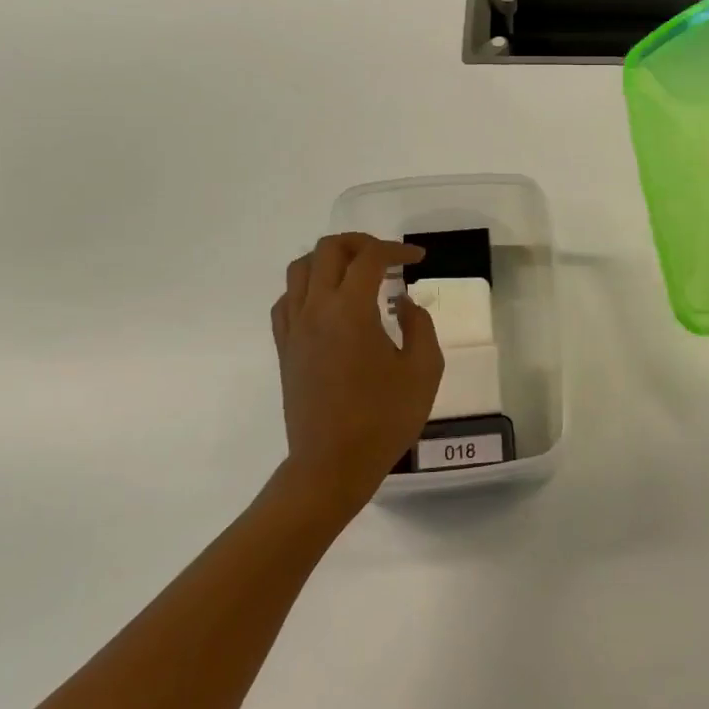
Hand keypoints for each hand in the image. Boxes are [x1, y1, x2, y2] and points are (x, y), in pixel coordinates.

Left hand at [270, 233, 444, 517]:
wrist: (332, 465)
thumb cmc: (384, 419)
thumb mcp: (424, 370)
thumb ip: (420, 325)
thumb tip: (402, 302)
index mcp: (351, 311)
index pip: (370, 258)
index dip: (397, 249)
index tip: (418, 259)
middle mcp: (316, 309)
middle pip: (328, 250)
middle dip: (361, 243)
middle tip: (387, 259)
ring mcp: (294, 328)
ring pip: (300, 268)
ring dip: (330, 260)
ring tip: (356, 275)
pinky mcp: (284, 348)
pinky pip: (287, 299)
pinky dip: (308, 288)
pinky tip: (329, 304)